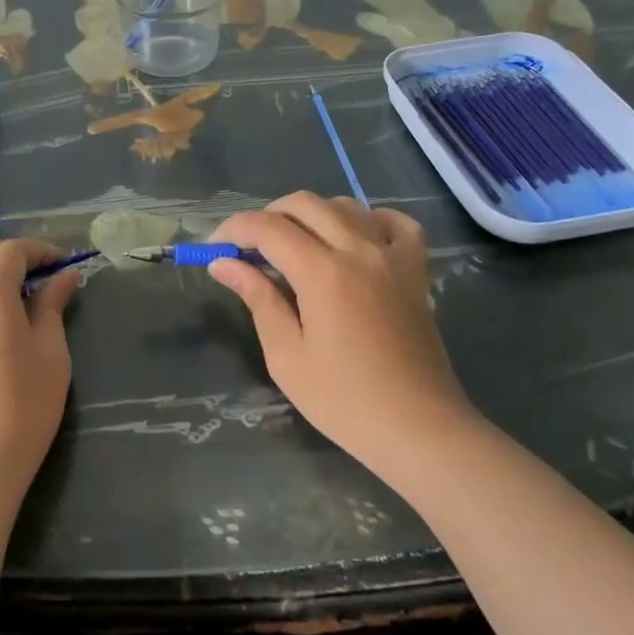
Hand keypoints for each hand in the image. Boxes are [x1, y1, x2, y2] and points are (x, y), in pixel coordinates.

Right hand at [208, 193, 478, 486]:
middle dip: (267, 216)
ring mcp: (393, 257)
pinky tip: (354, 239)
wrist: (419, 430)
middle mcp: (358, 251)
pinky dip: (369, 219)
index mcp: (322, 273)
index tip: (214, 248)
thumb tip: (223, 263)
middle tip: (249, 248)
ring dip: (312, 215)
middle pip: (304, 204)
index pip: (267, 227)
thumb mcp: (286, 355)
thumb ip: (257, 298)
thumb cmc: (344, 401)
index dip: (233, 229)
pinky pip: (395, 223)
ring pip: (346, 206)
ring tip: (294, 245)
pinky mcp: (416, 271)